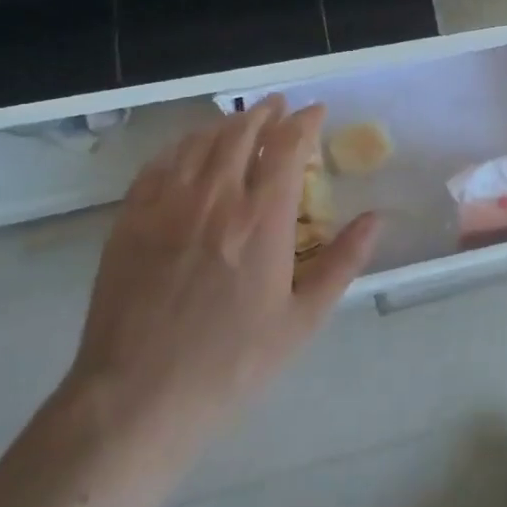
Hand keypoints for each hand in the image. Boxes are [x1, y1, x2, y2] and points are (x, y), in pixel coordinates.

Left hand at [63, 98, 381, 465]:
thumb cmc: (231, 364)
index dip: (304, 121)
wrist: (137, 399)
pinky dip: (182, 146)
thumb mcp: (302, 321)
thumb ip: (342, 263)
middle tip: (280, 107)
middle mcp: (213, 198)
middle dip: (265, 112)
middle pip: (240, 132)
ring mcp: (165, 205)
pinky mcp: (129, 220)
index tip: (317, 112)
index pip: (286, 146)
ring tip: (240, 123)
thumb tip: (376, 218)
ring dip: (225, 124)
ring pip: (198, 142)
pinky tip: (189, 152)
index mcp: (260, 220)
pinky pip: (159, 164)